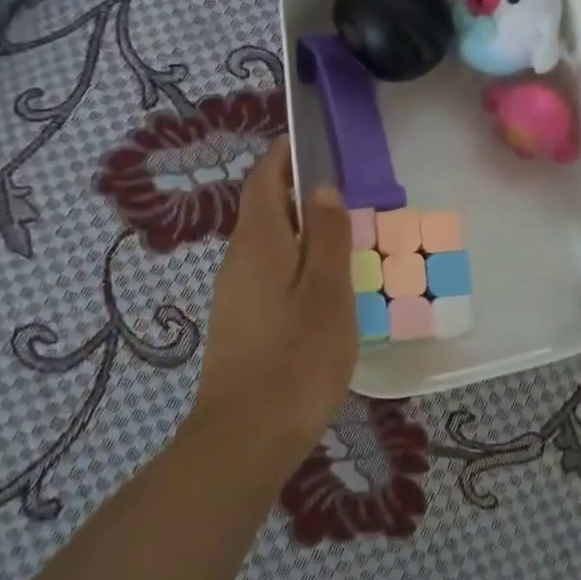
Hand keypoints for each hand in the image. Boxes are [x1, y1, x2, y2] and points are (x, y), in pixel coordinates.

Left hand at [191, 138, 356, 462]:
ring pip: (269, 246)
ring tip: (344, 240)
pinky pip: (269, 276)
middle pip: (265, 211)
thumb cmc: (297, 357)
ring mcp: (234, 295)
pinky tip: (325, 290)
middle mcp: (238, 261)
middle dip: (299, 194)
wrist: (247, 437)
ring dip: (301, 233)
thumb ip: (327, 235)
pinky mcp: (240, 325)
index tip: (310, 142)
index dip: (282, 156)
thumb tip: (322, 189)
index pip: (263, 180)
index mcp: (258, 243)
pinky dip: (296, 265)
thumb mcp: (327, 290)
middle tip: (345, 196)